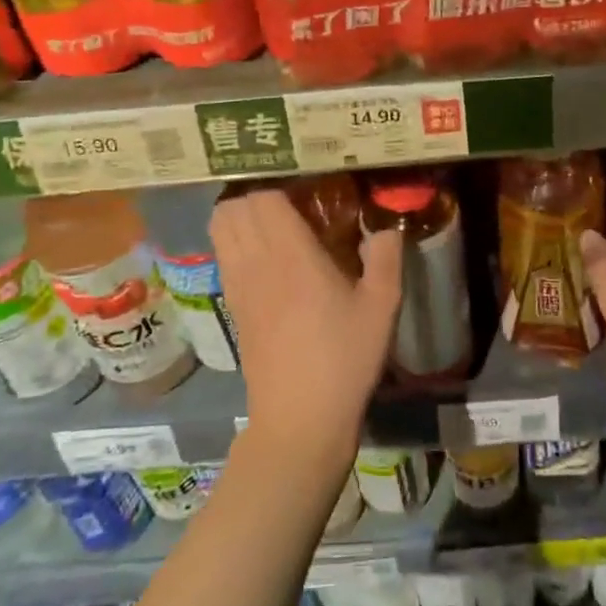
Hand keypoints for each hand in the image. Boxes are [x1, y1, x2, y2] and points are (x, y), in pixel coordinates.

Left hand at [211, 189, 402, 468]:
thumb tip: (386, 226)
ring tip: (274, 226)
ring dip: (240, 217)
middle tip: (291, 203)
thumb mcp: (382, 306)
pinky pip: (223, 256)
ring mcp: (238, 286)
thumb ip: (386, 256)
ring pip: (219, 229)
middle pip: (233, 207)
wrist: (300, 419)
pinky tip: (267, 259)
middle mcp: (256, 262)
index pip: (264, 198)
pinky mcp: (232, 307)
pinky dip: (235, 243)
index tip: (309, 190)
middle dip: (257, 196)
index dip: (282, 186)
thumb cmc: (345, 358)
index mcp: (292, 255)